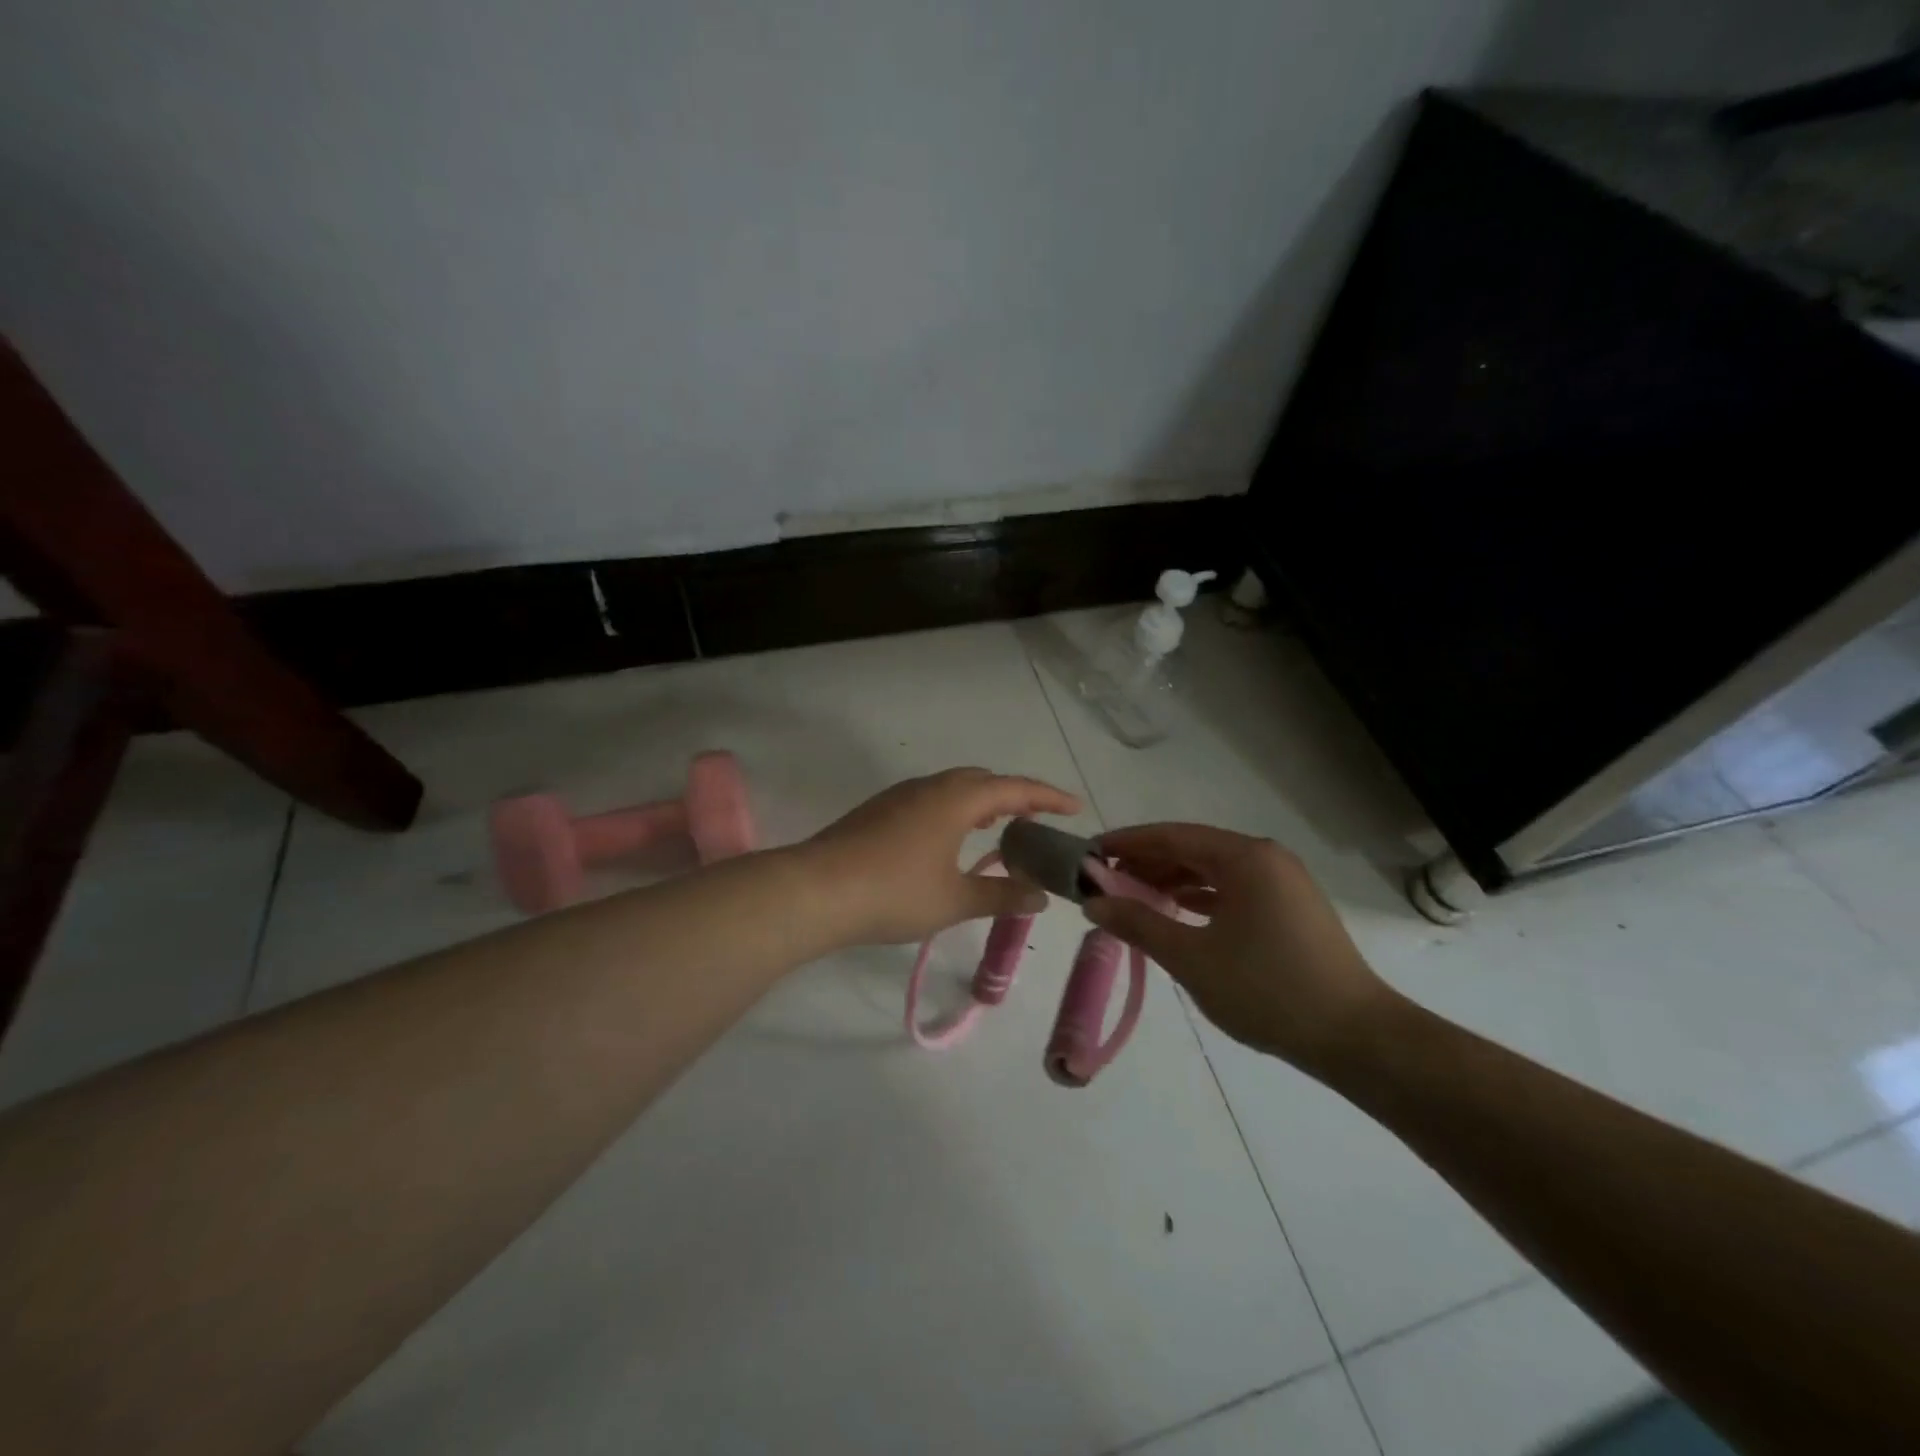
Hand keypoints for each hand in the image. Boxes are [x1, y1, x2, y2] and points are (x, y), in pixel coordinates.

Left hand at [805, 768, 1080, 945]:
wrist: (814, 890)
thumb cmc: (893, 892)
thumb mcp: (954, 901)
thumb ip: (1001, 896)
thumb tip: (1040, 896)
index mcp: (956, 799)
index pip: (1014, 788)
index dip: (1048, 797)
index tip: (1075, 807)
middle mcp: (930, 787)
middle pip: (982, 780)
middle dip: (1014, 796)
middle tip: (1036, 821)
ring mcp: (899, 796)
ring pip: (952, 788)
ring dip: (981, 803)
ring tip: (998, 829)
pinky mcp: (878, 811)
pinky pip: (930, 799)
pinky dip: (954, 811)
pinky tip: (949, 841)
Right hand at [1083, 823, 1390, 1071]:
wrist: (1356, 1038)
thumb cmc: (1268, 990)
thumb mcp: (1192, 958)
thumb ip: (1138, 924)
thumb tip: (1092, 902)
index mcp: (1245, 857)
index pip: (1172, 836)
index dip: (1127, 843)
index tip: (1090, 854)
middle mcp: (1266, 858)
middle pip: (1193, 849)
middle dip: (1147, 864)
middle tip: (1105, 883)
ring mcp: (1282, 883)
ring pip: (1213, 871)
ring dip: (1172, 882)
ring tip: (1133, 901)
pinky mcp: (1289, 908)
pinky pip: (1232, 890)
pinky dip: (1199, 898)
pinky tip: (1176, 915)